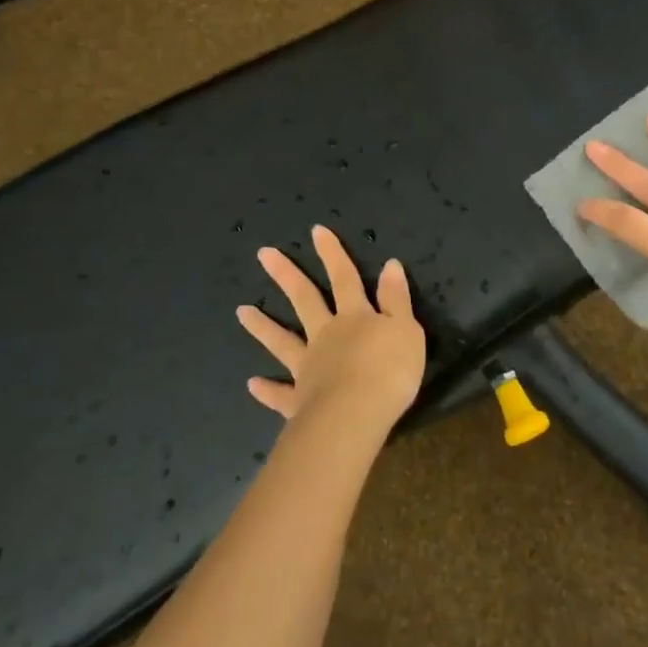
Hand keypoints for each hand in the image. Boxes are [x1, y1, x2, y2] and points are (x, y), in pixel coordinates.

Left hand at [236, 224, 425, 435]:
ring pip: (282, 342)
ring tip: (241, 311)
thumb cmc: (389, 370)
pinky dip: (267, 389)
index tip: (316, 230)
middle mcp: (325, 335)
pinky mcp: (299, 401)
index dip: (333, 254)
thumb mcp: (406, 329)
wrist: (357, 416)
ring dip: (262, 326)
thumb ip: (396, 298)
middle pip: (305, 300)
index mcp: (354, 317)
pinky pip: (280, 393)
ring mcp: (308, 367)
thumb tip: (390, 264)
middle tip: (264, 254)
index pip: (345, 278)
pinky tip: (252, 384)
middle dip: (287, 275)